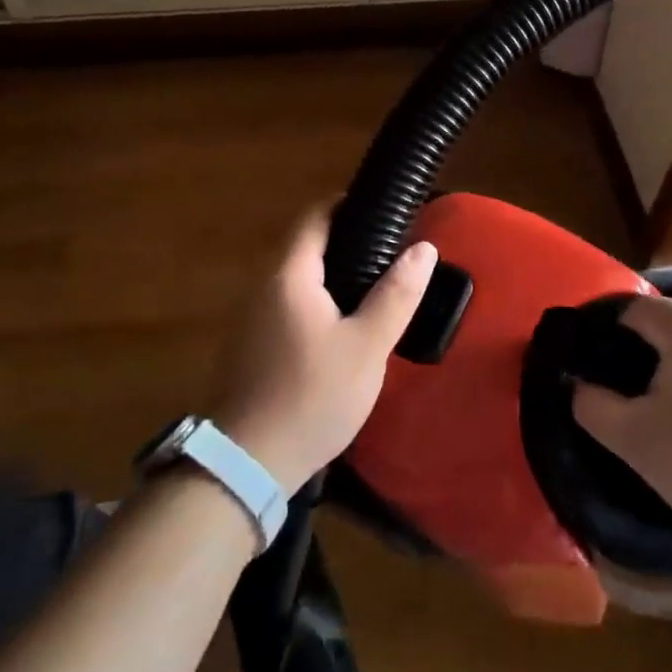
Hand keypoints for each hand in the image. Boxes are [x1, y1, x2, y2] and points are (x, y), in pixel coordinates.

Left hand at [211, 205, 436, 492]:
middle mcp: (262, 286)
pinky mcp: (248, 346)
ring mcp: (249, 318)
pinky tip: (339, 328)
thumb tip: (424, 248)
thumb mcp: (367, 347)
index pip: (313, 217)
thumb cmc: (312, 397)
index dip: (345, 206)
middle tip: (388, 254)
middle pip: (304, 246)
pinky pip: (285, 306)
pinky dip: (314, 302)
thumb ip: (396, 295)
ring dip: (329, 276)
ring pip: (294, 279)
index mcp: (289, 275)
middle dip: (344, 243)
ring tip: (372, 289)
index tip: (381, 212)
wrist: (247, 465)